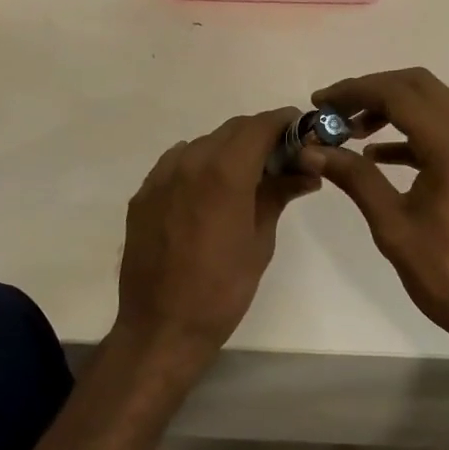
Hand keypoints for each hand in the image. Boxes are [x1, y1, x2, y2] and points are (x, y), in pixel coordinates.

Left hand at [114, 108, 318, 365]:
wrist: (161, 328)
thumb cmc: (222, 290)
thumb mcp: (260, 242)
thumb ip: (278, 195)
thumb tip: (305, 172)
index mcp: (224, 173)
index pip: (259, 126)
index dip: (284, 122)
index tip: (301, 129)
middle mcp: (189, 162)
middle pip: (232, 130)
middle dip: (260, 135)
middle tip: (282, 157)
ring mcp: (161, 176)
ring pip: (204, 143)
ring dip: (229, 149)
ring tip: (246, 176)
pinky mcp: (143, 193)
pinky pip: (178, 162)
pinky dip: (200, 165)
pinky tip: (210, 191)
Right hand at [295, 68, 448, 352]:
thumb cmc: (447, 272)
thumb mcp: (392, 224)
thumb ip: (354, 178)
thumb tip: (310, 150)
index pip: (396, 93)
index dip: (353, 91)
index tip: (318, 103)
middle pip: (417, 85)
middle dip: (372, 90)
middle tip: (334, 111)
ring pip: (431, 104)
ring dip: (391, 108)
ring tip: (350, 132)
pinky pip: (442, 130)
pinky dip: (410, 132)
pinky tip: (379, 155)